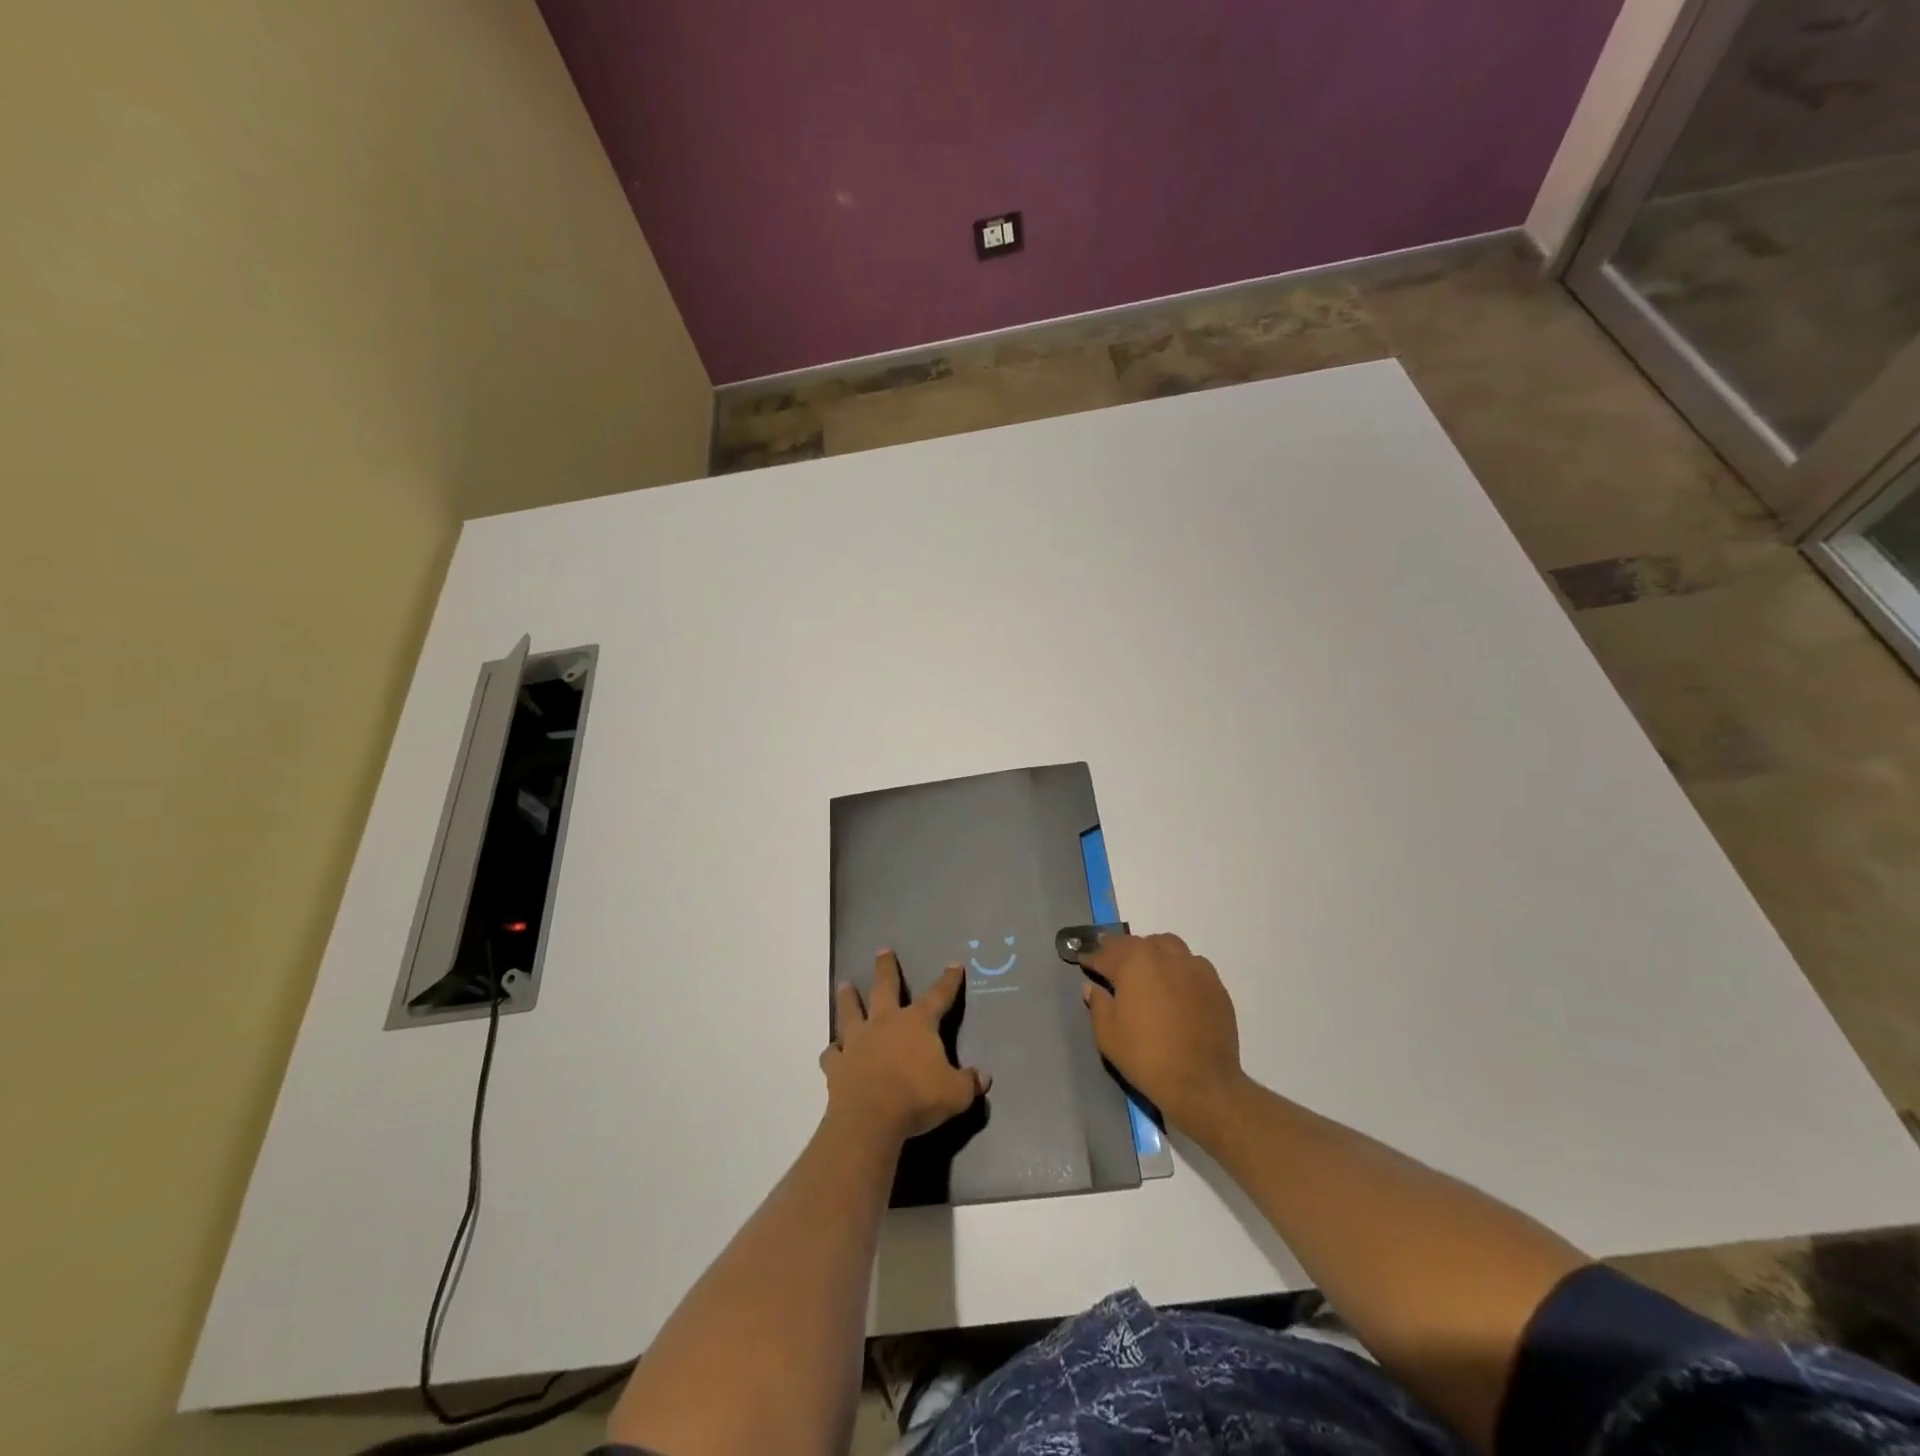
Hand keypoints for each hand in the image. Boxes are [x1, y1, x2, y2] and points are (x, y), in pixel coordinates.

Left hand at [822, 951, 988, 1145]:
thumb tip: (984, 1077)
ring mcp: (857, 1041)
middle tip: (882, 950)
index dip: (948, 981)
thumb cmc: (917, 1098)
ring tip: (844, 984)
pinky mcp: (837, 1064)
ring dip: (848, 998)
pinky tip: (832, 1050)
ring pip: (851, 1011)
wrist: (871, 1118)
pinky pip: (832, 1053)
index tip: (954, 965)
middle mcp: (885, 1023)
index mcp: (917, 1023)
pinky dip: (832, 1050)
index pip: (938, 996)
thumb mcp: (955, 1094)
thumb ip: (969, 1083)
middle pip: (884, 987)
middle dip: (886, 968)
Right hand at [1080, 932, 1244, 1136]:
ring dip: (1152, 951)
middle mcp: (1164, 955)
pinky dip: (1178, 967)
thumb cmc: (1146, 1056)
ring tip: (1146, 967)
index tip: (1083, 960)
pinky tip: (1176, 984)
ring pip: (1168, 945)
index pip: (1106, 954)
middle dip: (1120, 951)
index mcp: (1134, 963)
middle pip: (1137, 943)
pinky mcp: (1215, 984)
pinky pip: (1192, 964)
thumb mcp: (1108, 1035)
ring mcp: (1193, 967)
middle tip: (1111, 962)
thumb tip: (1092, 987)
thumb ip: (1098, 1004)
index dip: (1092, 957)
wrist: (1202, 1082)